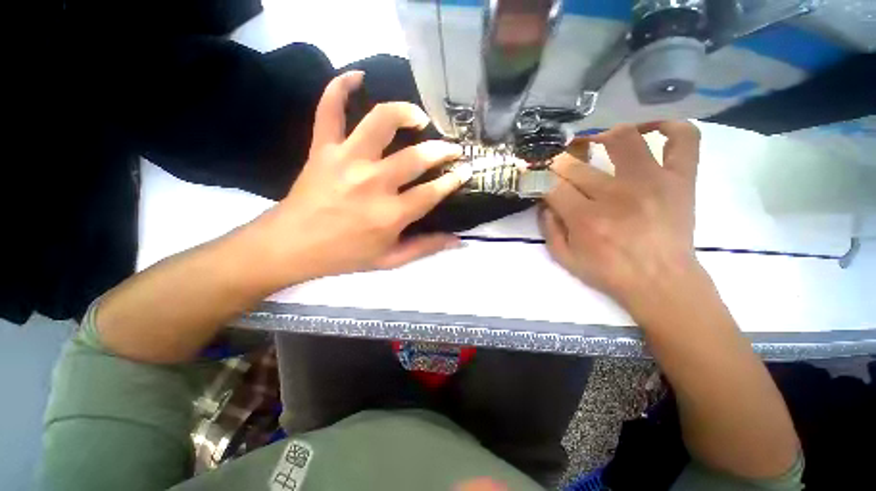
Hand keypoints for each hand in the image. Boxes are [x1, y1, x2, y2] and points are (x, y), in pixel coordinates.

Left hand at [257, 71, 468, 283]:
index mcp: (390, 214)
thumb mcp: (390, 260)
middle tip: (452, 148)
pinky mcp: (322, 148)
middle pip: (416, 157)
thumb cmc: (345, 255)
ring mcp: (346, 161)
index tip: (464, 171)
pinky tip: (358, 76)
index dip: (452, 181)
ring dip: (405, 112)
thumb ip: (425, 248)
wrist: (292, 246)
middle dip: (442, 150)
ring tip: (418, 118)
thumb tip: (458, 240)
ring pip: (380, 122)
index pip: (432, 192)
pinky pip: (329, 109)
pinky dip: (340, 87)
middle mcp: (372, 183)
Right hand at [540, 121, 701, 314]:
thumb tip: (544, 201)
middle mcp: (616, 195)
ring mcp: (653, 181)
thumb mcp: (564, 258)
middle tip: (560, 167)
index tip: (535, 176)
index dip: (538, 178)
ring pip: (623, 139)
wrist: (661, 282)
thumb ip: (548, 228)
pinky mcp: (681, 179)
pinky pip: (684, 138)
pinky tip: (647, 131)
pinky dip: (667, 126)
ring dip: (601, 137)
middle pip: (577, 164)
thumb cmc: (609, 273)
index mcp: (585, 218)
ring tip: (595, 144)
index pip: (552, 185)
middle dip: (559, 163)